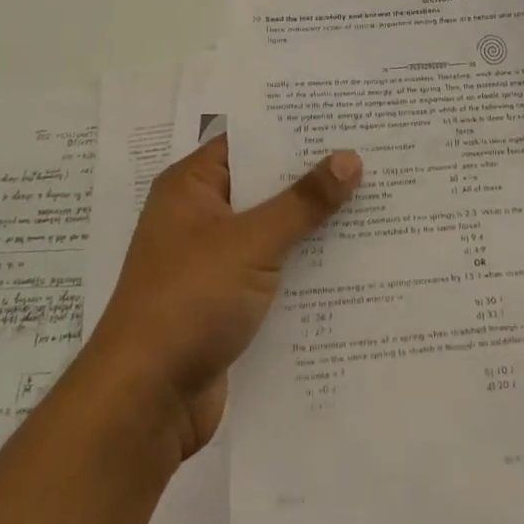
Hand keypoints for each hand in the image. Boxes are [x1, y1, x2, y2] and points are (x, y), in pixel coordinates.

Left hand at [83, 136, 361, 461]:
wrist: (146, 401)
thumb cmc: (190, 300)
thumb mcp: (251, 242)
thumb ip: (303, 201)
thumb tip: (350, 158)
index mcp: (191, 187)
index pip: (249, 142)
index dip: (295, 131)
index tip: (346, 121)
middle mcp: (200, 217)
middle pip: (265, 187)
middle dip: (314, 180)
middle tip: (374, 160)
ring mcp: (213, 262)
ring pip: (273, 232)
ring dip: (314, 227)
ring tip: (377, 206)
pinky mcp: (227, 303)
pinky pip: (273, 272)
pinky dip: (305, 268)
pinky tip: (354, 264)